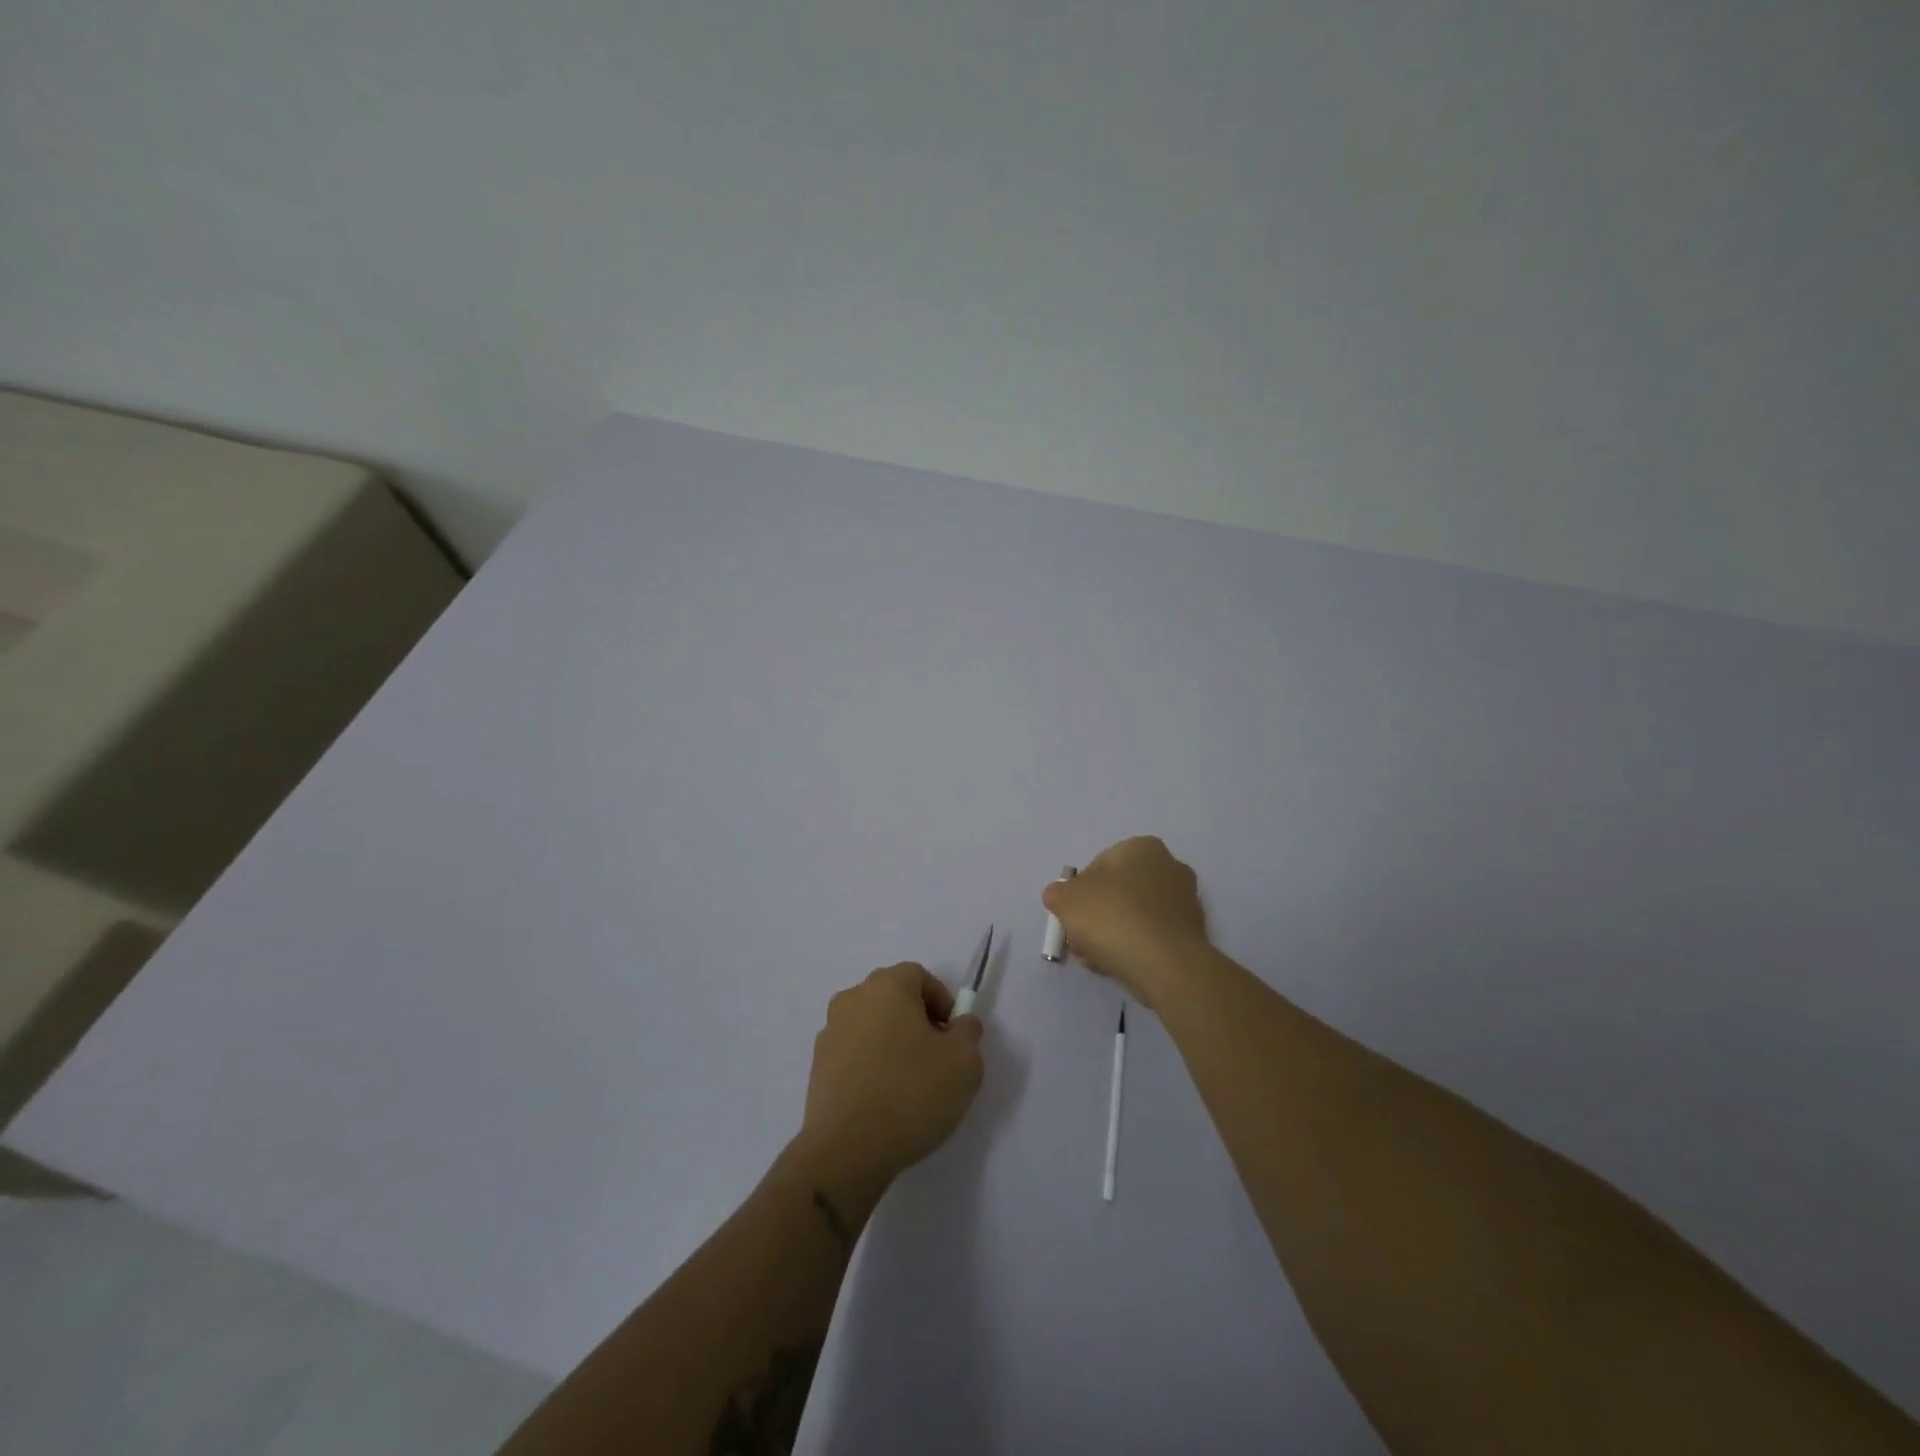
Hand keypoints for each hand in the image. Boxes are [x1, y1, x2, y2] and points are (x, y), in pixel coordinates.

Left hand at [794, 964, 984, 1207]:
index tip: (952, 1037)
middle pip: (893, 999)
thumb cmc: (911, 1092)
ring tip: (909, 1085)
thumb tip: (959, 1024)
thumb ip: (968, 1032)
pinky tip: (883, 1102)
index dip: (941, 1001)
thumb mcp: (964, 1061)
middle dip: (917, 1022)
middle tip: (936, 1058)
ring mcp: (829, 1033)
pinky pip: (853, 1055)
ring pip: (872, 1027)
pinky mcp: (817, 1068)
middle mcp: (852, 999)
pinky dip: (870, 1067)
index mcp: (886, 986)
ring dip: (892, 1044)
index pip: (919, 976)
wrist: (847, 1150)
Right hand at [1042, 836, 1210, 1008]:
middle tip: (1080, 940)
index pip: (1099, 865)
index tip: (1070, 916)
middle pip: (1118, 892)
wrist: (1165, 965)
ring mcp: (1185, 902)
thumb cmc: (1114, 918)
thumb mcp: (1067, 900)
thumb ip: (1058, 894)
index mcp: (1142, 848)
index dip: (1078, 892)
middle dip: (1096, 916)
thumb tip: (1060, 896)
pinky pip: (1151, 937)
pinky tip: (1117, 967)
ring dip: (1111, 935)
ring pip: (1133, 917)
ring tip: (1095, 959)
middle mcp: (1169, 867)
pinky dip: (1133, 948)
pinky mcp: (1191, 935)